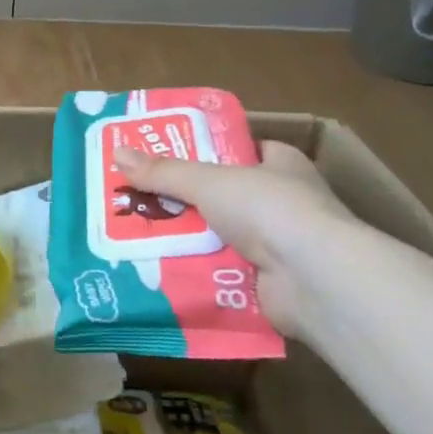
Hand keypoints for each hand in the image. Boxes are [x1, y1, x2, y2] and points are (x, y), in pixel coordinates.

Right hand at [111, 141, 355, 333]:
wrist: (314, 280)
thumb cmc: (269, 209)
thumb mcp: (209, 181)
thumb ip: (164, 172)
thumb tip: (118, 153)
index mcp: (281, 163)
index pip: (240, 150)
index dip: (204, 151)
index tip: (164, 158)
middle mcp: (284, 201)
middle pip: (223, 196)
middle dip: (185, 202)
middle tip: (138, 200)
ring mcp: (280, 245)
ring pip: (219, 236)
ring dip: (187, 240)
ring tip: (137, 237)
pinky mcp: (270, 283)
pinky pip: (222, 273)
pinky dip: (197, 274)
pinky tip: (160, 273)